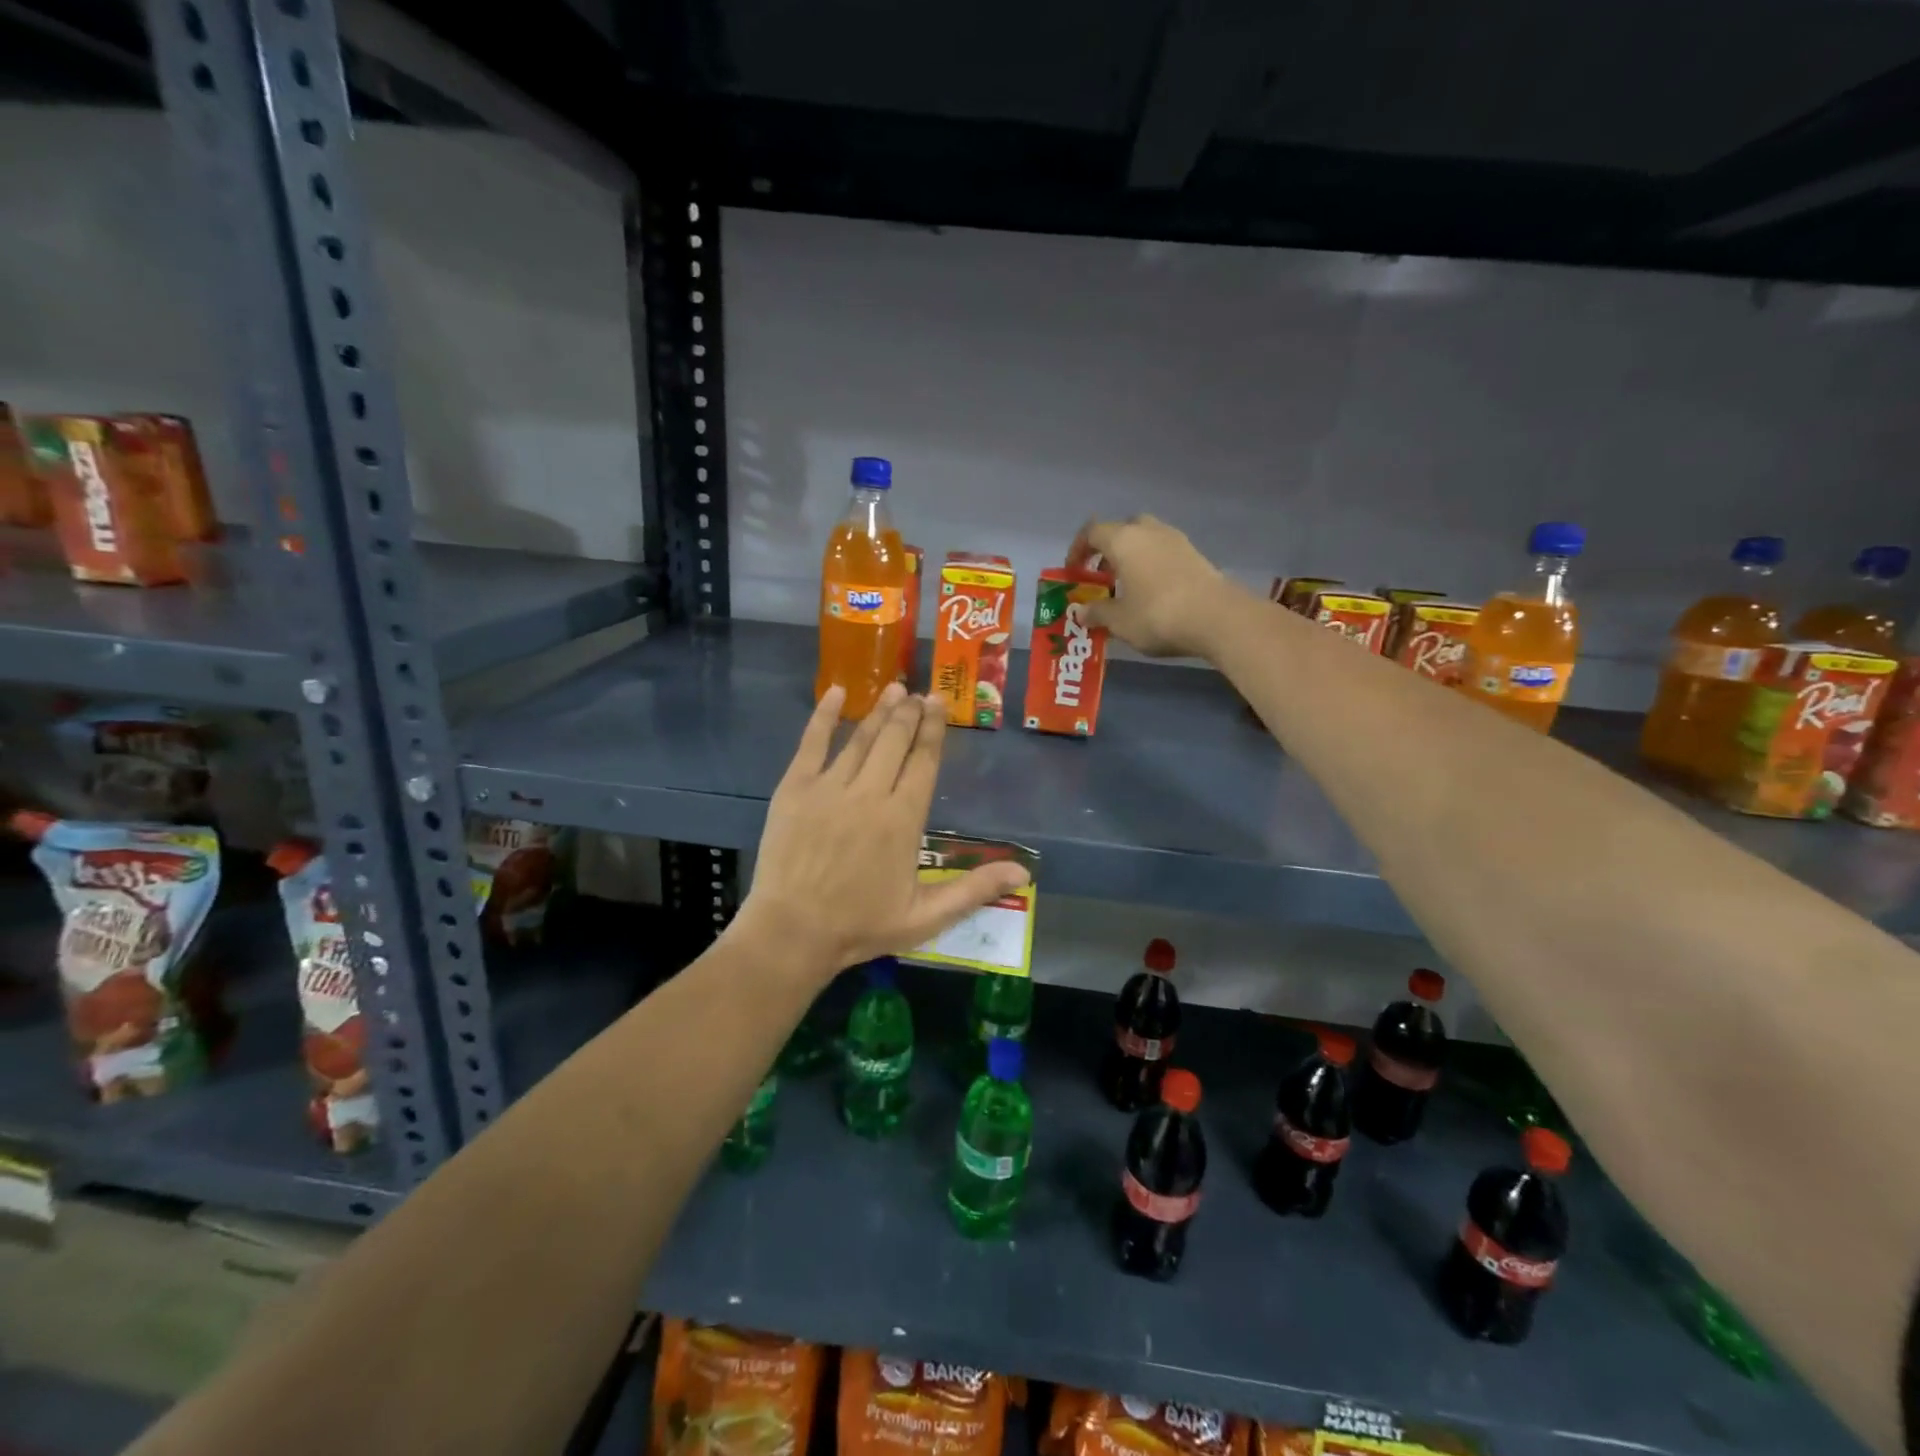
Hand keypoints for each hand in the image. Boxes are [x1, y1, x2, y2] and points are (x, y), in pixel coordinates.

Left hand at [734, 683, 1031, 981]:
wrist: (792, 932)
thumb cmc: (861, 926)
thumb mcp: (926, 916)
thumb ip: (974, 890)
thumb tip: (1023, 873)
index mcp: (903, 819)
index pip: (924, 762)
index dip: (933, 730)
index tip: (937, 704)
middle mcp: (870, 793)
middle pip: (895, 741)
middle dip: (910, 713)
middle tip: (919, 693)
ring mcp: (830, 787)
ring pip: (861, 738)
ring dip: (879, 710)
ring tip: (893, 689)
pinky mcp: (795, 788)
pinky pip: (812, 742)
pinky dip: (824, 716)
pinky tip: (836, 692)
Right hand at [1069, 514, 1234, 658]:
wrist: (1217, 617)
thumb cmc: (1157, 615)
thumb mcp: (1119, 621)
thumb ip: (1096, 613)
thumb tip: (1080, 612)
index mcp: (1123, 540)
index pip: (1092, 532)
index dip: (1078, 550)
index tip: (1074, 571)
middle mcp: (1149, 531)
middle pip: (1122, 530)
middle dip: (1109, 551)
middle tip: (1102, 577)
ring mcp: (1176, 540)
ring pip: (1146, 540)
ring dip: (1132, 558)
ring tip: (1127, 588)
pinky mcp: (1195, 555)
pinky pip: (1164, 552)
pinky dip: (1152, 565)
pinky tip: (1153, 593)